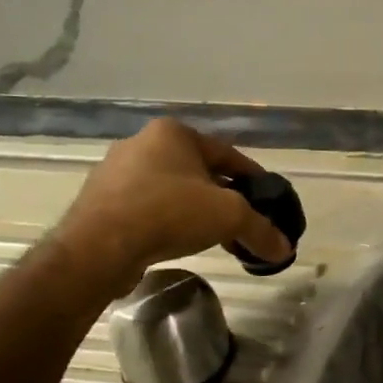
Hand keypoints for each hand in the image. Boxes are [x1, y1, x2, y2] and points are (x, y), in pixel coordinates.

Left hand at [52, 119, 289, 299]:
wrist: (98, 247)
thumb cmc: (169, 212)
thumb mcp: (229, 217)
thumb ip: (261, 230)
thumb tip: (285, 250)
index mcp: (173, 133)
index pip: (228, 155)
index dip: (254, 180)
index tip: (268, 202)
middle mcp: (142, 143)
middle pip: (199, 172)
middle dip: (223, 197)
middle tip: (242, 222)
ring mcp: (116, 172)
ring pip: (171, 190)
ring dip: (195, 210)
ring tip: (214, 237)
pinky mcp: (99, 201)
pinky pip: (146, 207)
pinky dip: (167, 222)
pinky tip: (178, 242)